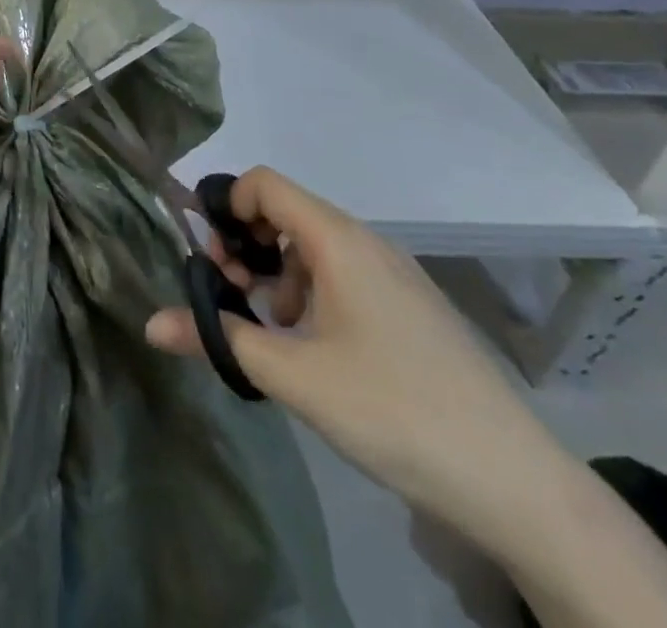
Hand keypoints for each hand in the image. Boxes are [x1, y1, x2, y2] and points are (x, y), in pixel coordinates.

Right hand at [145, 167, 569, 550]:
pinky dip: (311, 289)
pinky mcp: (410, 304)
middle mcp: (366, 242)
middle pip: (286, 211)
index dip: (226, 206)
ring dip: (277, 271)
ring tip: (271, 327)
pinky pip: (343, 271)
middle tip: (231, 294)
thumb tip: (151, 325)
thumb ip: (219, 339)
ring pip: (313, 245)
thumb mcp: (294, 376)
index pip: (265, 184)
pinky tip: (314, 345)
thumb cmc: (393, 411)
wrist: (516, 483)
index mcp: (338, 240)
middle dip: (246, 244)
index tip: (208, 256)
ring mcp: (394, 273)